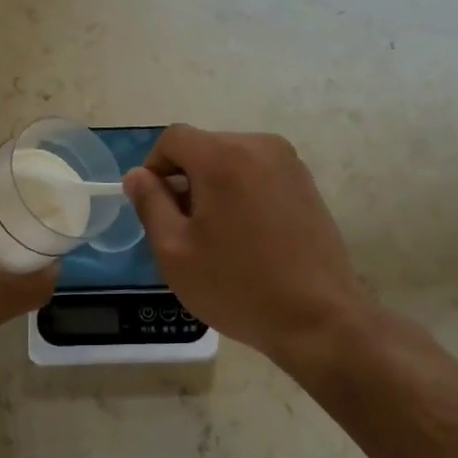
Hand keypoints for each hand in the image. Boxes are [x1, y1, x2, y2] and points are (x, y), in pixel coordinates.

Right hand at [122, 126, 368, 366]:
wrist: (319, 319)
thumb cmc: (237, 285)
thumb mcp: (174, 250)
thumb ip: (150, 203)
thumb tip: (139, 175)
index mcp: (223, 155)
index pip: (174, 138)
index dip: (155, 167)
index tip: (156, 208)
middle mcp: (259, 145)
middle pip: (204, 147)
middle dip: (186, 180)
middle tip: (185, 231)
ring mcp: (289, 163)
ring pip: (232, 161)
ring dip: (215, 188)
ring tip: (219, 238)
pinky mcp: (307, 184)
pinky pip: (259, 175)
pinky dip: (243, 194)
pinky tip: (249, 238)